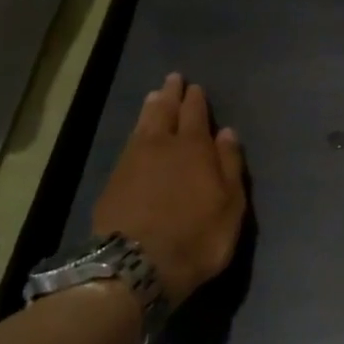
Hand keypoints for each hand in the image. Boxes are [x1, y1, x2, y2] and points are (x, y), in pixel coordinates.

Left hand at [92, 73, 246, 306]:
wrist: (136, 264)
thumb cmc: (196, 236)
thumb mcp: (230, 205)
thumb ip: (230, 166)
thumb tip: (227, 133)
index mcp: (195, 148)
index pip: (195, 115)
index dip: (196, 100)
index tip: (195, 87)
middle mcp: (162, 146)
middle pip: (166, 112)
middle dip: (171, 95)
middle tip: (173, 79)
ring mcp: (133, 161)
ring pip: (144, 124)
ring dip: (151, 108)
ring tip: (155, 96)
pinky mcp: (113, 180)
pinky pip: (128, 143)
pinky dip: (136, 131)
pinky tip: (136, 133)